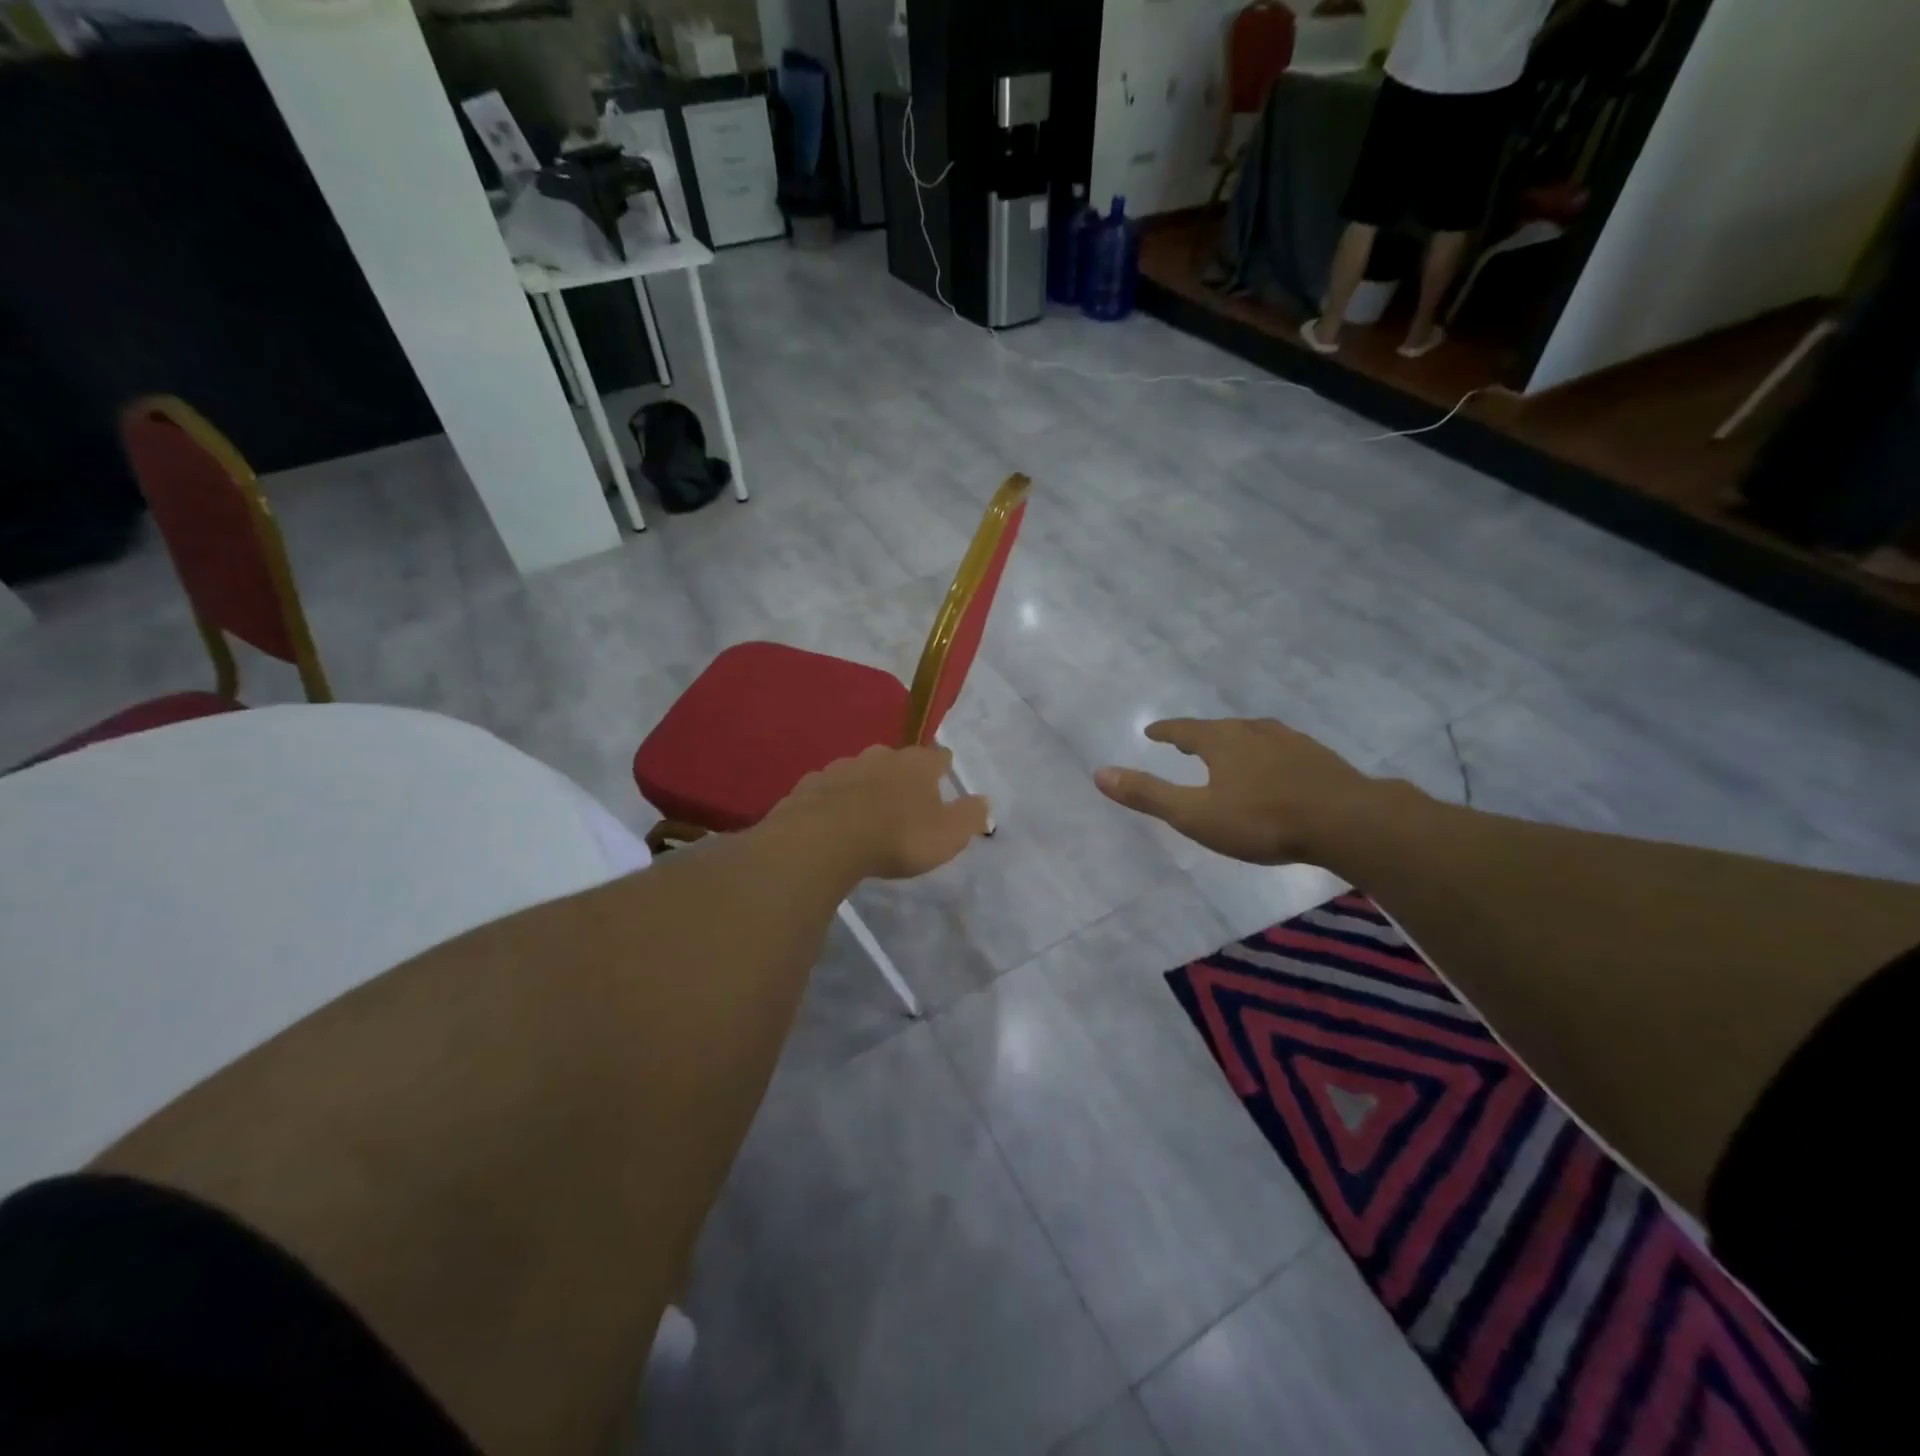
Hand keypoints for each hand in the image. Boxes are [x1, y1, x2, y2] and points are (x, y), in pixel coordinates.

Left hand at [768, 744, 990, 880]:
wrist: (824, 840)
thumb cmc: (897, 837)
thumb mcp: (948, 835)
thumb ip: (969, 816)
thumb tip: (984, 801)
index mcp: (917, 764)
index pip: (938, 756)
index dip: (943, 768)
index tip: (944, 779)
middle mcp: (880, 756)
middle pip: (897, 760)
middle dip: (902, 776)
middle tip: (905, 802)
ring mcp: (841, 767)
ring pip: (860, 772)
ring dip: (866, 787)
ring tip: (867, 814)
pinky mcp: (810, 785)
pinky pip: (828, 790)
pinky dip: (834, 800)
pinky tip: (832, 820)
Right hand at [1094, 717, 1375, 864]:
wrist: (1347, 821)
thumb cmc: (1262, 819)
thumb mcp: (1195, 814)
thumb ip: (1149, 795)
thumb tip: (1099, 773)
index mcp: (1222, 741)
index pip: (1184, 730)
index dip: (1166, 731)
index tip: (1152, 731)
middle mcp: (1255, 732)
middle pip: (1220, 729)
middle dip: (1200, 735)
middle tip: (1187, 741)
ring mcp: (1291, 742)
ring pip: (1254, 736)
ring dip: (1236, 742)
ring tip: (1230, 751)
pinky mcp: (1320, 759)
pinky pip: (1282, 750)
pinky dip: (1268, 755)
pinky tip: (1276, 769)